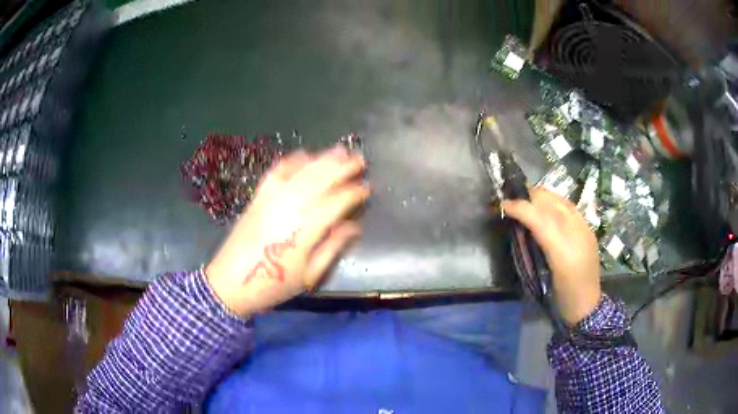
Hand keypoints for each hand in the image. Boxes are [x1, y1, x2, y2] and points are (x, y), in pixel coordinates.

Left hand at [205, 146, 368, 316]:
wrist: (231, 283)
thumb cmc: (274, 285)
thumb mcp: (309, 275)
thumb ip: (332, 248)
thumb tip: (354, 226)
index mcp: (304, 231)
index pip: (335, 203)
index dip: (353, 194)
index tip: (367, 188)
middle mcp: (288, 208)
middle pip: (319, 180)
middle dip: (342, 167)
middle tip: (360, 159)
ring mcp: (270, 200)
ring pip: (300, 172)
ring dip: (322, 159)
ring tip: (340, 150)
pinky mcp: (258, 197)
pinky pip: (276, 172)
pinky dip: (291, 161)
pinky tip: (304, 154)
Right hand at [502, 187, 600, 325]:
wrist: (586, 305)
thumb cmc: (560, 296)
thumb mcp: (540, 279)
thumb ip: (530, 250)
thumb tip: (517, 226)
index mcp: (563, 251)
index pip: (540, 218)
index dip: (520, 207)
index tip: (502, 205)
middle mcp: (577, 233)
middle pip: (552, 203)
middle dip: (530, 196)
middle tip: (512, 201)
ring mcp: (585, 228)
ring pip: (560, 200)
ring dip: (541, 197)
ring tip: (526, 201)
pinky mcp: (588, 228)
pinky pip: (568, 206)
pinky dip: (553, 202)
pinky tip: (546, 208)